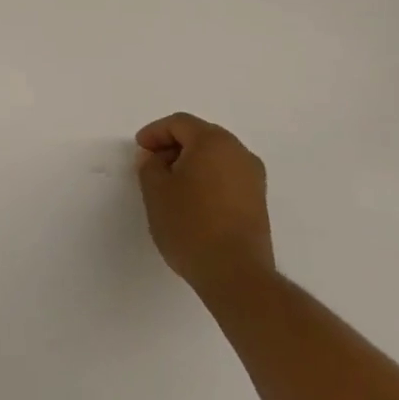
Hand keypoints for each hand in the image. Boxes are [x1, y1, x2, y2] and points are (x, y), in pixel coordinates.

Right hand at [136, 112, 274, 299]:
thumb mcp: (155, 190)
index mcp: (214, 142)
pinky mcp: (258, 202)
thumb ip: (149, 165)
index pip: (179, 124)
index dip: (154, 132)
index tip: (140, 150)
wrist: (236, 275)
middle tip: (152, 165)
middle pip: (200, 136)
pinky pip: (227, 177)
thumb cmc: (190, 225)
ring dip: (191, 163)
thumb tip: (155, 158)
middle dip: (173, 146)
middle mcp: (239, 153)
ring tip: (170, 185)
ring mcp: (254, 179)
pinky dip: (207, 179)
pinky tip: (191, 201)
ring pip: (215, 157)